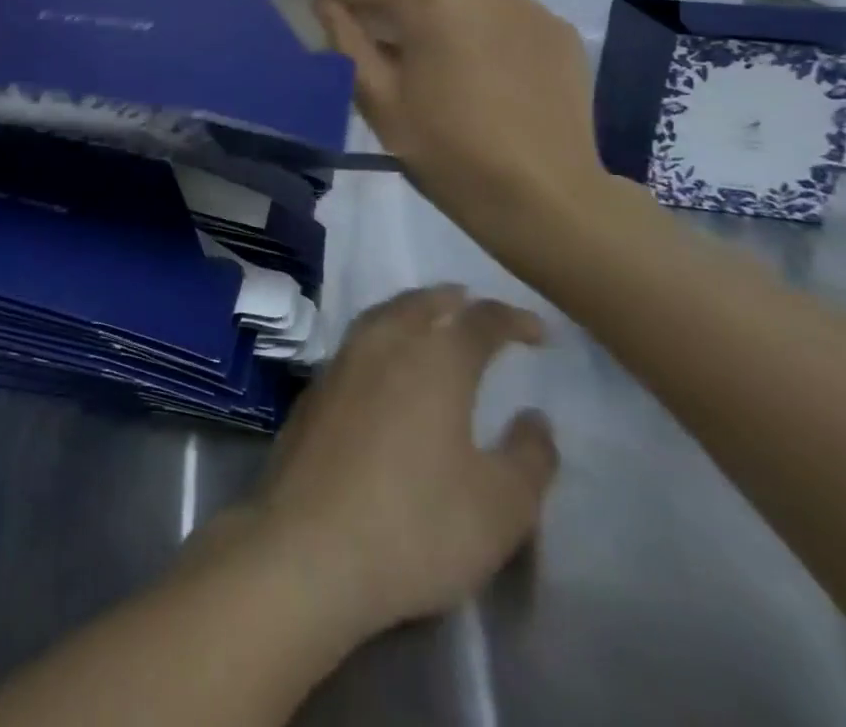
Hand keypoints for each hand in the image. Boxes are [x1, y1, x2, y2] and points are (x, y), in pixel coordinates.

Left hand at [227, 287, 556, 641]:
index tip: (536, 331)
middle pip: (421, 303)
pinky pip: (356, 342)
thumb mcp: (501, 507)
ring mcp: (341, 362)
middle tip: (473, 305)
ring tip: (430, 320)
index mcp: (435, 360)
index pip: (480, 321)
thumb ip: (529, 457)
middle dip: (452, 300)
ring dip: (411, 310)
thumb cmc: (417, 524)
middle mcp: (385, 344)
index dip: (511, 319)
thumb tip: (536, 417)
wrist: (309, 544)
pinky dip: (381, 336)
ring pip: (382, 315)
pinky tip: (384, 364)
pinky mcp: (314, 389)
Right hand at [317, 0, 608, 236]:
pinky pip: (501, 14)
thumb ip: (346, 43)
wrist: (545, 198)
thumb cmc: (447, 149)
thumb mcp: (379, 100)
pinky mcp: (556, 31)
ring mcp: (526, 6)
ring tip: (425, 53)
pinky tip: (475, 67)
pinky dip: (476, 27)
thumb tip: (327, 7)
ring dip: (433, 9)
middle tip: (370, 36)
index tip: (322, 14)